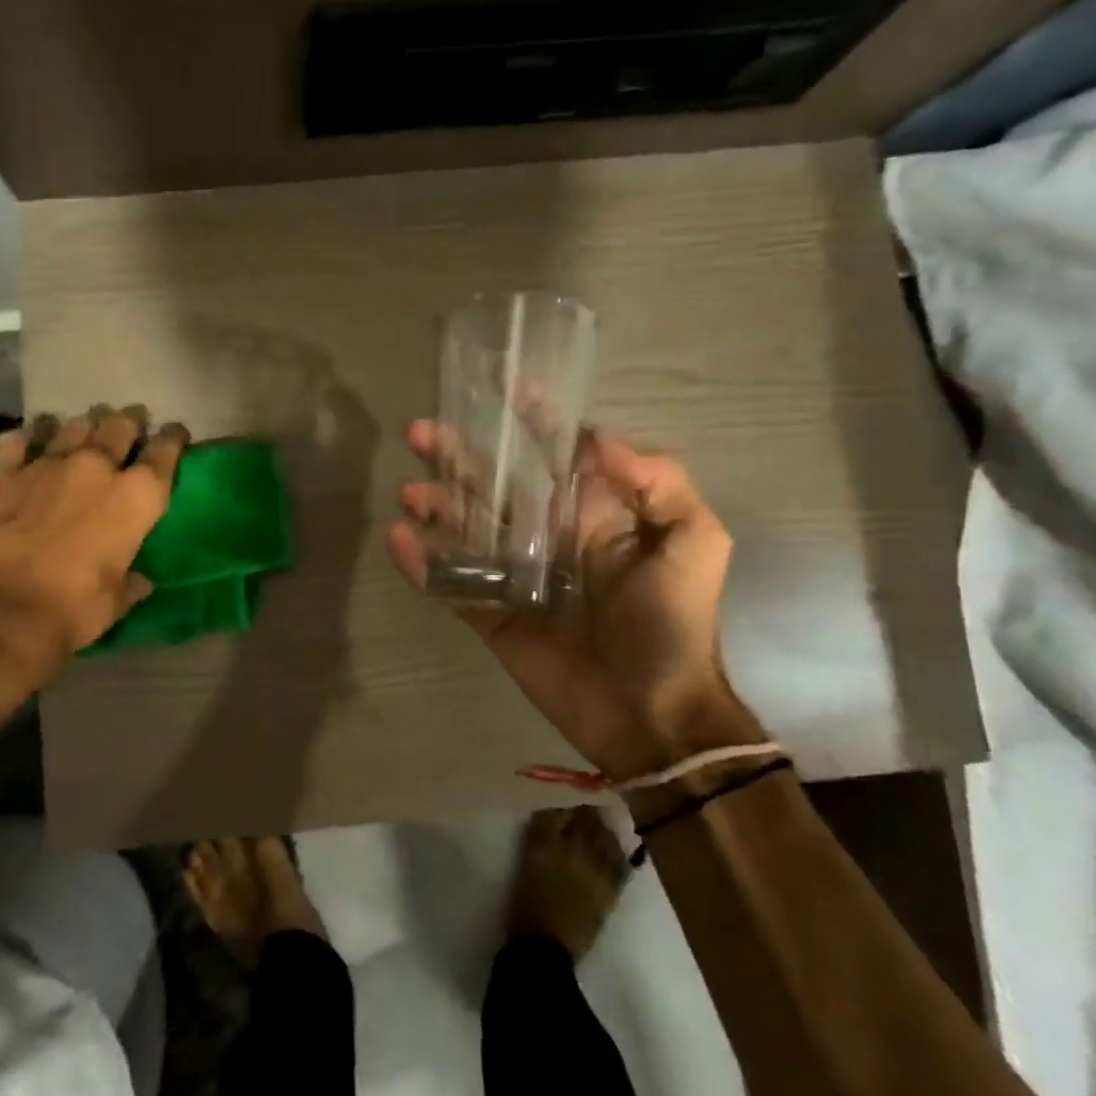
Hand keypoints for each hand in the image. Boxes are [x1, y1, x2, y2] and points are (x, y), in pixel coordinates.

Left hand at [0, 407, 188, 688]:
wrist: (0, 610)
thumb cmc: (74, 609)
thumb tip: (141, 581)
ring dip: (84, 424)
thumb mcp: (116, 602)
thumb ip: (131, 583)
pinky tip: (27, 442)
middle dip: (130, 421)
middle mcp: (98, 467)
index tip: (175, 433)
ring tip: (85, 427)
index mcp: (137, 496)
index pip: (165, 451)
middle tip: (131, 422)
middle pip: (120, 425)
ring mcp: (48, 464)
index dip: (173, 438)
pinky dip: (26, 438)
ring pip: (73, 424)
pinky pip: (17, 440)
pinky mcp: (5, 473)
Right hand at [389, 422, 755, 776]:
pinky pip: (449, 582)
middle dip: (457, 454)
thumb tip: (593, 437)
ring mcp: (513, 574)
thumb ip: (658, 483)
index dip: (526, 414)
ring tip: (410, 492)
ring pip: (463, 527)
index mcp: (588, 511)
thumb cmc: (672, 623)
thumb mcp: (695, 542)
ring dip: (434, 504)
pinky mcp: (490, 612)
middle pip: (492, 481)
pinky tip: (400, 540)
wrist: (650, 713)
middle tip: (418, 432)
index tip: (493, 382)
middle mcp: (545, 533)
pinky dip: (422, 562)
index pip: (552, 450)